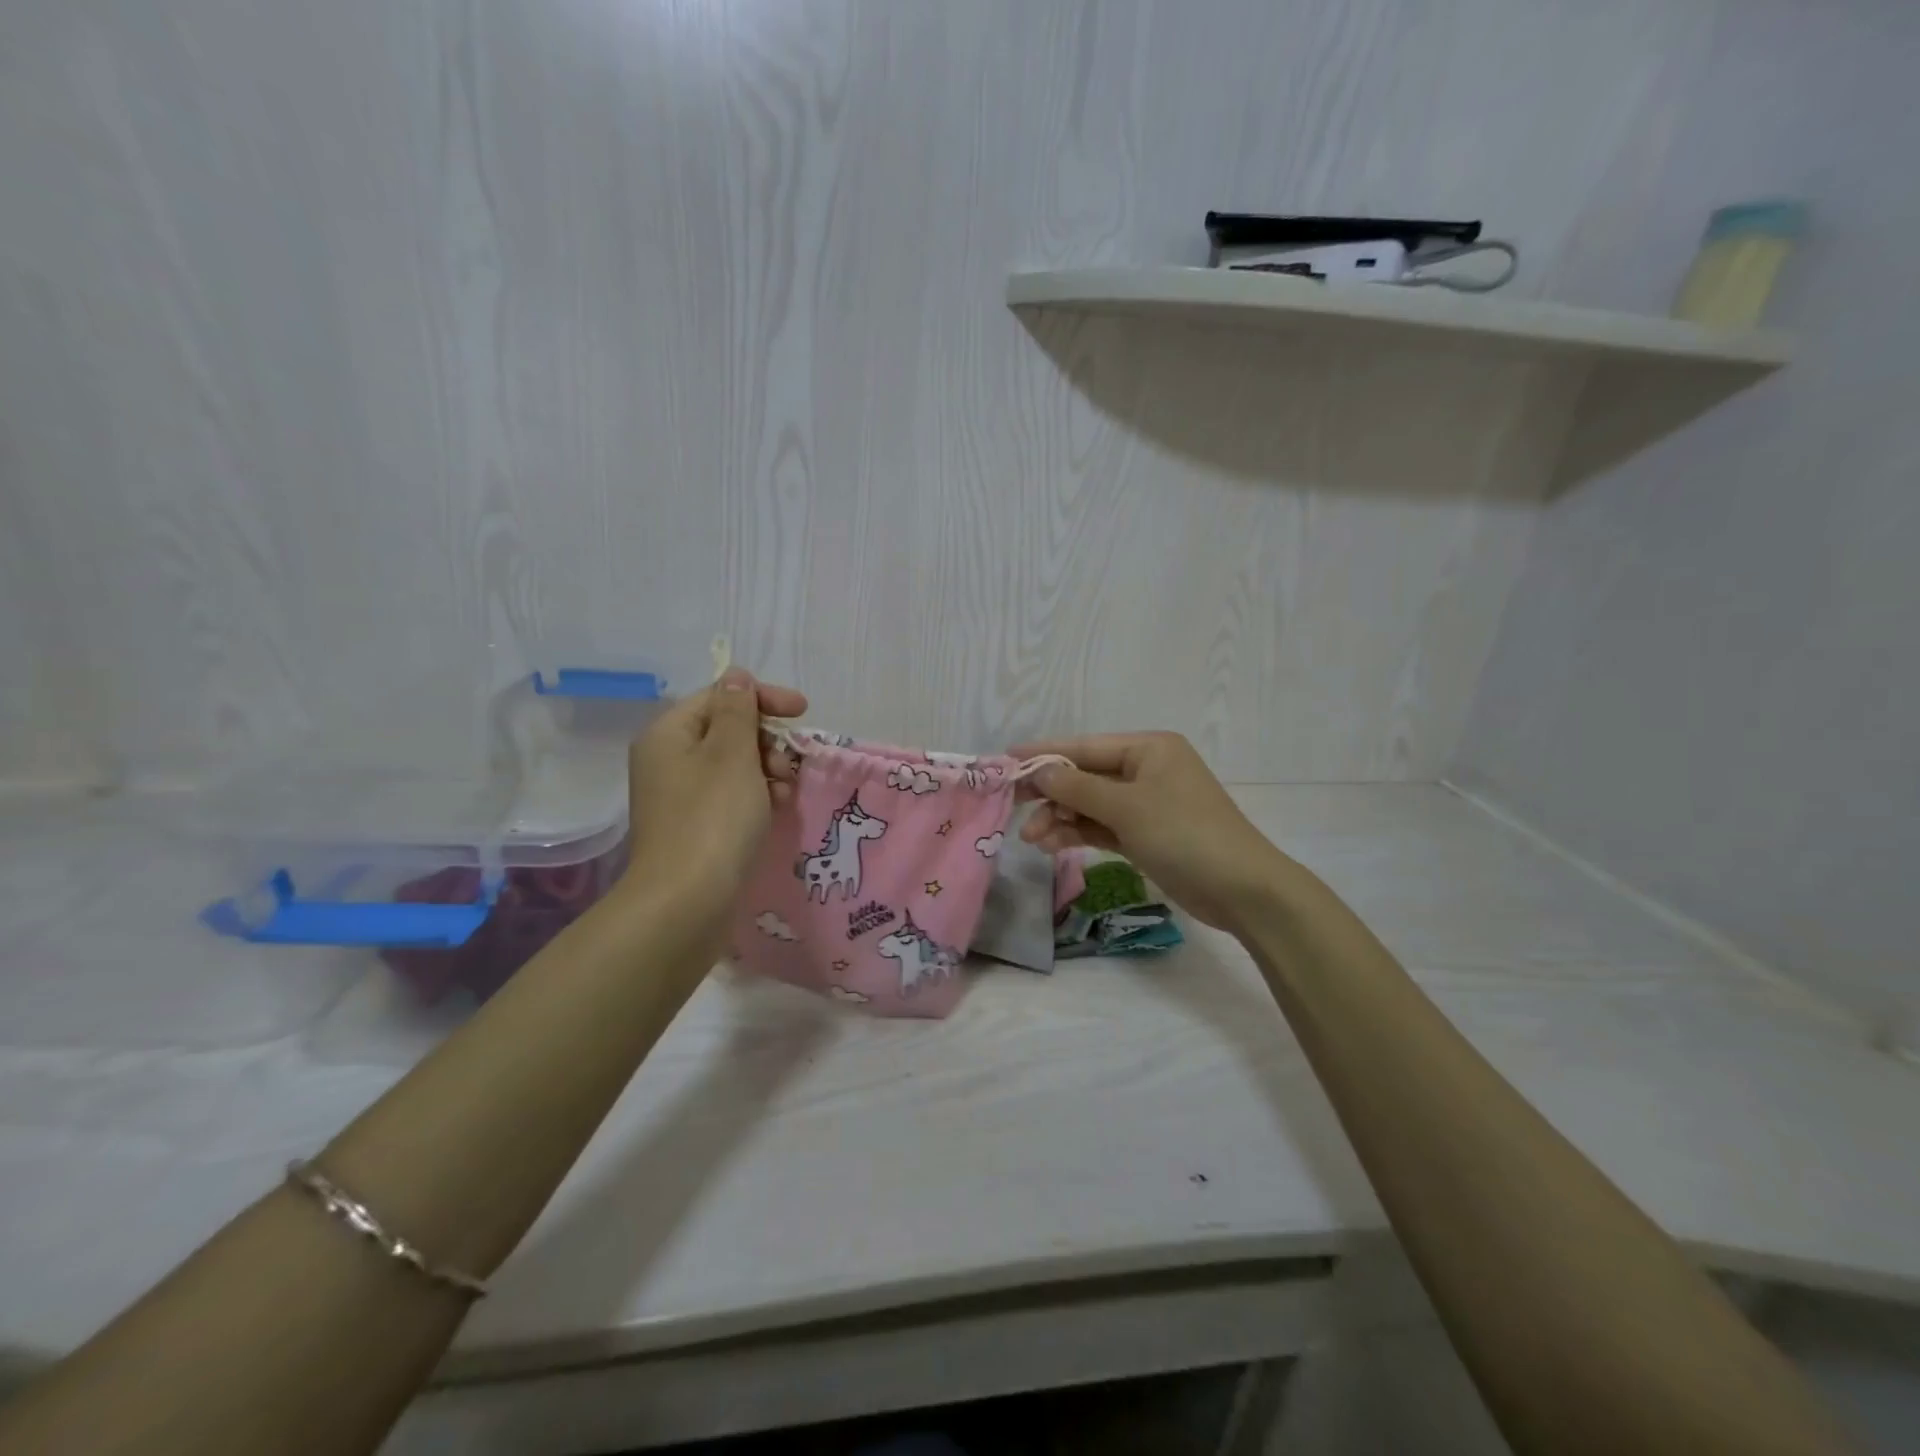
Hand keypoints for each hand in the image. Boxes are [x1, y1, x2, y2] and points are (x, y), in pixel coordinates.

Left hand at [620, 668, 806, 936]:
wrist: (686, 902)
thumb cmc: (713, 818)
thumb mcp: (732, 754)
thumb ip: (738, 710)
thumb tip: (735, 676)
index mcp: (668, 734)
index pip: (720, 697)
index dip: (763, 699)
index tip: (803, 711)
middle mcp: (667, 760)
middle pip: (726, 731)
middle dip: (767, 741)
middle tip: (789, 764)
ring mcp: (678, 797)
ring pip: (733, 766)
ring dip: (767, 770)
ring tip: (785, 793)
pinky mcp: (693, 827)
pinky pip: (730, 796)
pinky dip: (756, 796)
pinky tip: (775, 812)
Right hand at [1012, 731, 1290, 930]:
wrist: (1241, 889)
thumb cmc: (1184, 834)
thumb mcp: (1127, 808)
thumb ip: (1078, 787)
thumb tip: (1039, 770)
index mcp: (1148, 749)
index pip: (1085, 746)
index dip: (1044, 753)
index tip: (1006, 760)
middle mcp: (1146, 770)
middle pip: (1085, 775)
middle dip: (1051, 793)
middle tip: (1013, 807)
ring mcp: (1146, 804)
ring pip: (1090, 805)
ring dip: (1061, 818)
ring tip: (1033, 840)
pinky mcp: (1145, 834)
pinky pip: (1102, 827)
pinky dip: (1078, 834)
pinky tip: (1052, 845)